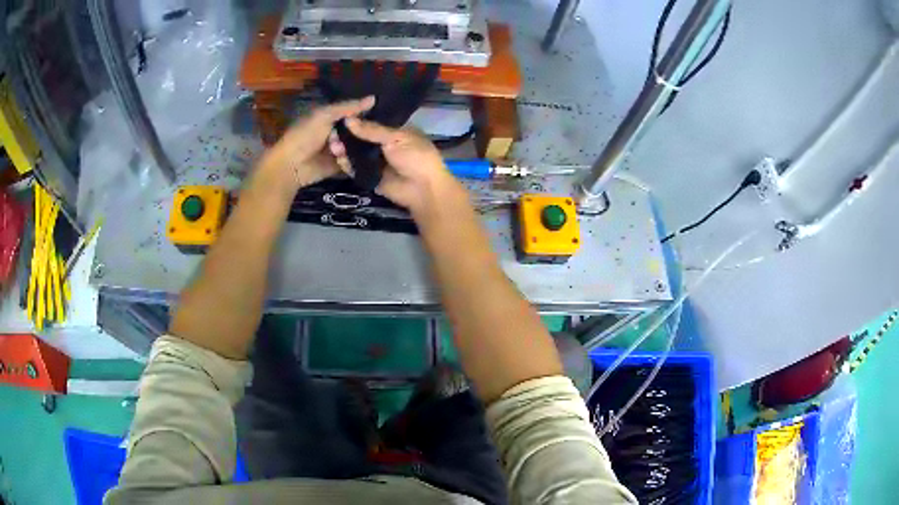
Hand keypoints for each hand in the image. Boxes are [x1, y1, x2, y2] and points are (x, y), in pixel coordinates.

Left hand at [259, 97, 375, 191]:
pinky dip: (357, 161)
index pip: (355, 112)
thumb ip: (348, 107)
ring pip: (359, 146)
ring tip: (358, 148)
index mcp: (332, 117)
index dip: (367, 112)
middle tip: (378, 131)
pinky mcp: (341, 166)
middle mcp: (338, 132)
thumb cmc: (305, 135)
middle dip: (366, 131)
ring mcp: (340, 150)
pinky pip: (355, 162)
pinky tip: (361, 158)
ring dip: (360, 147)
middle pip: (359, 130)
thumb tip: (374, 98)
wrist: (292, 165)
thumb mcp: (325, 115)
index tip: (384, 111)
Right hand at [328, 118, 460, 215]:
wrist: (423, 189)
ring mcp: (376, 160)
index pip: (373, 121)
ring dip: (344, 148)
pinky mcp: (370, 176)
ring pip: (356, 152)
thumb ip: (371, 130)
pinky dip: (346, 163)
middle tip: (332, 130)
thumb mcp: (396, 138)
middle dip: (348, 134)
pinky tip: (337, 157)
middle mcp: (384, 143)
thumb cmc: (416, 156)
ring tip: (332, 143)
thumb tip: (348, 120)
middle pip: (361, 137)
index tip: (341, 113)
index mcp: (395, 130)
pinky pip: (355, 168)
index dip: (358, 118)